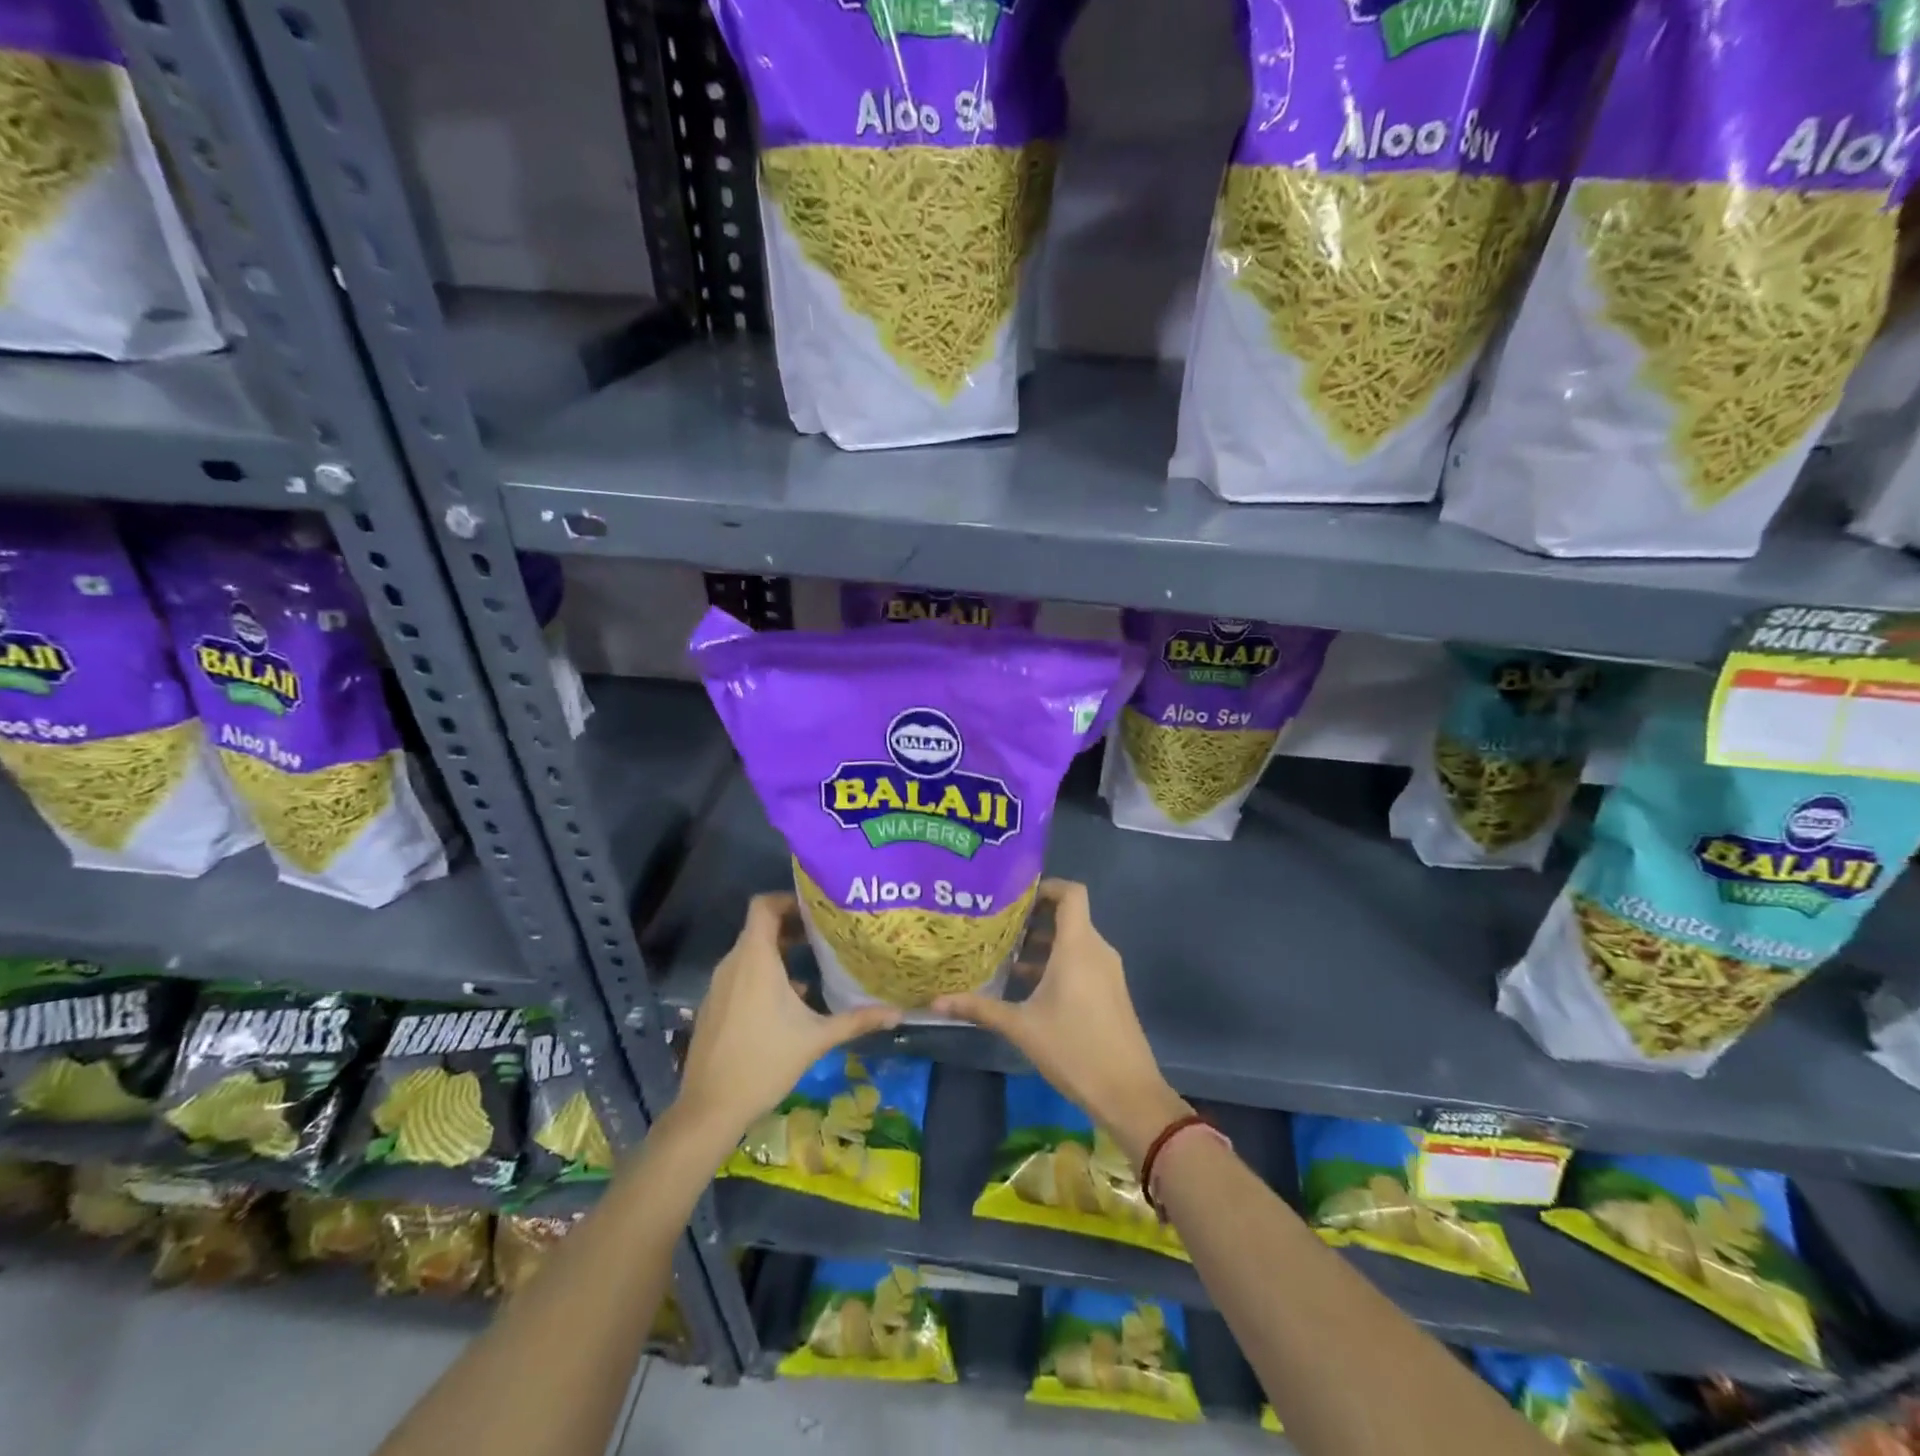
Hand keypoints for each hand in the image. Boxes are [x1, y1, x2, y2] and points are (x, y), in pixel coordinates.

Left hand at [676, 893, 901, 1145]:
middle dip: (791, 927)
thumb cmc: (765, 1063)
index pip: (763, 906)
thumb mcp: (816, 1039)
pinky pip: (740, 974)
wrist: (710, 1108)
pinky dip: (763, 974)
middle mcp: (733, 964)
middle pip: (760, 928)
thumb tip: (898, 1013)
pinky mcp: (714, 1005)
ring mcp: (719, 985)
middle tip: (825, 935)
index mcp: (755, 959)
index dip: (788, 899)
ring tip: (812, 964)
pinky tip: (789, 1001)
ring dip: (779, 952)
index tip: (817, 910)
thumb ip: (857, 1020)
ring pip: (750, 953)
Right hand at [933, 879, 1189, 1167]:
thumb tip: (935, 1003)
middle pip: (1068, 916)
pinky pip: (1082, 961)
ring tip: (1005, 954)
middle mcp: (1096, 950)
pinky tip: (1027, 985)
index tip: (1013, 896)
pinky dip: (1057, 962)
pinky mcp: (1110, 991)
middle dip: (1033, 917)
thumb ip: (979, 1009)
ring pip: (1074, 941)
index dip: (1045, 886)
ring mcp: (1107, 971)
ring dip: (1042, 943)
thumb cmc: (1074, 1049)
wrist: (1127, 1093)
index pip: (1071, 893)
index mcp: (1078, 946)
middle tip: (997, 924)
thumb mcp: (1021, 1027)